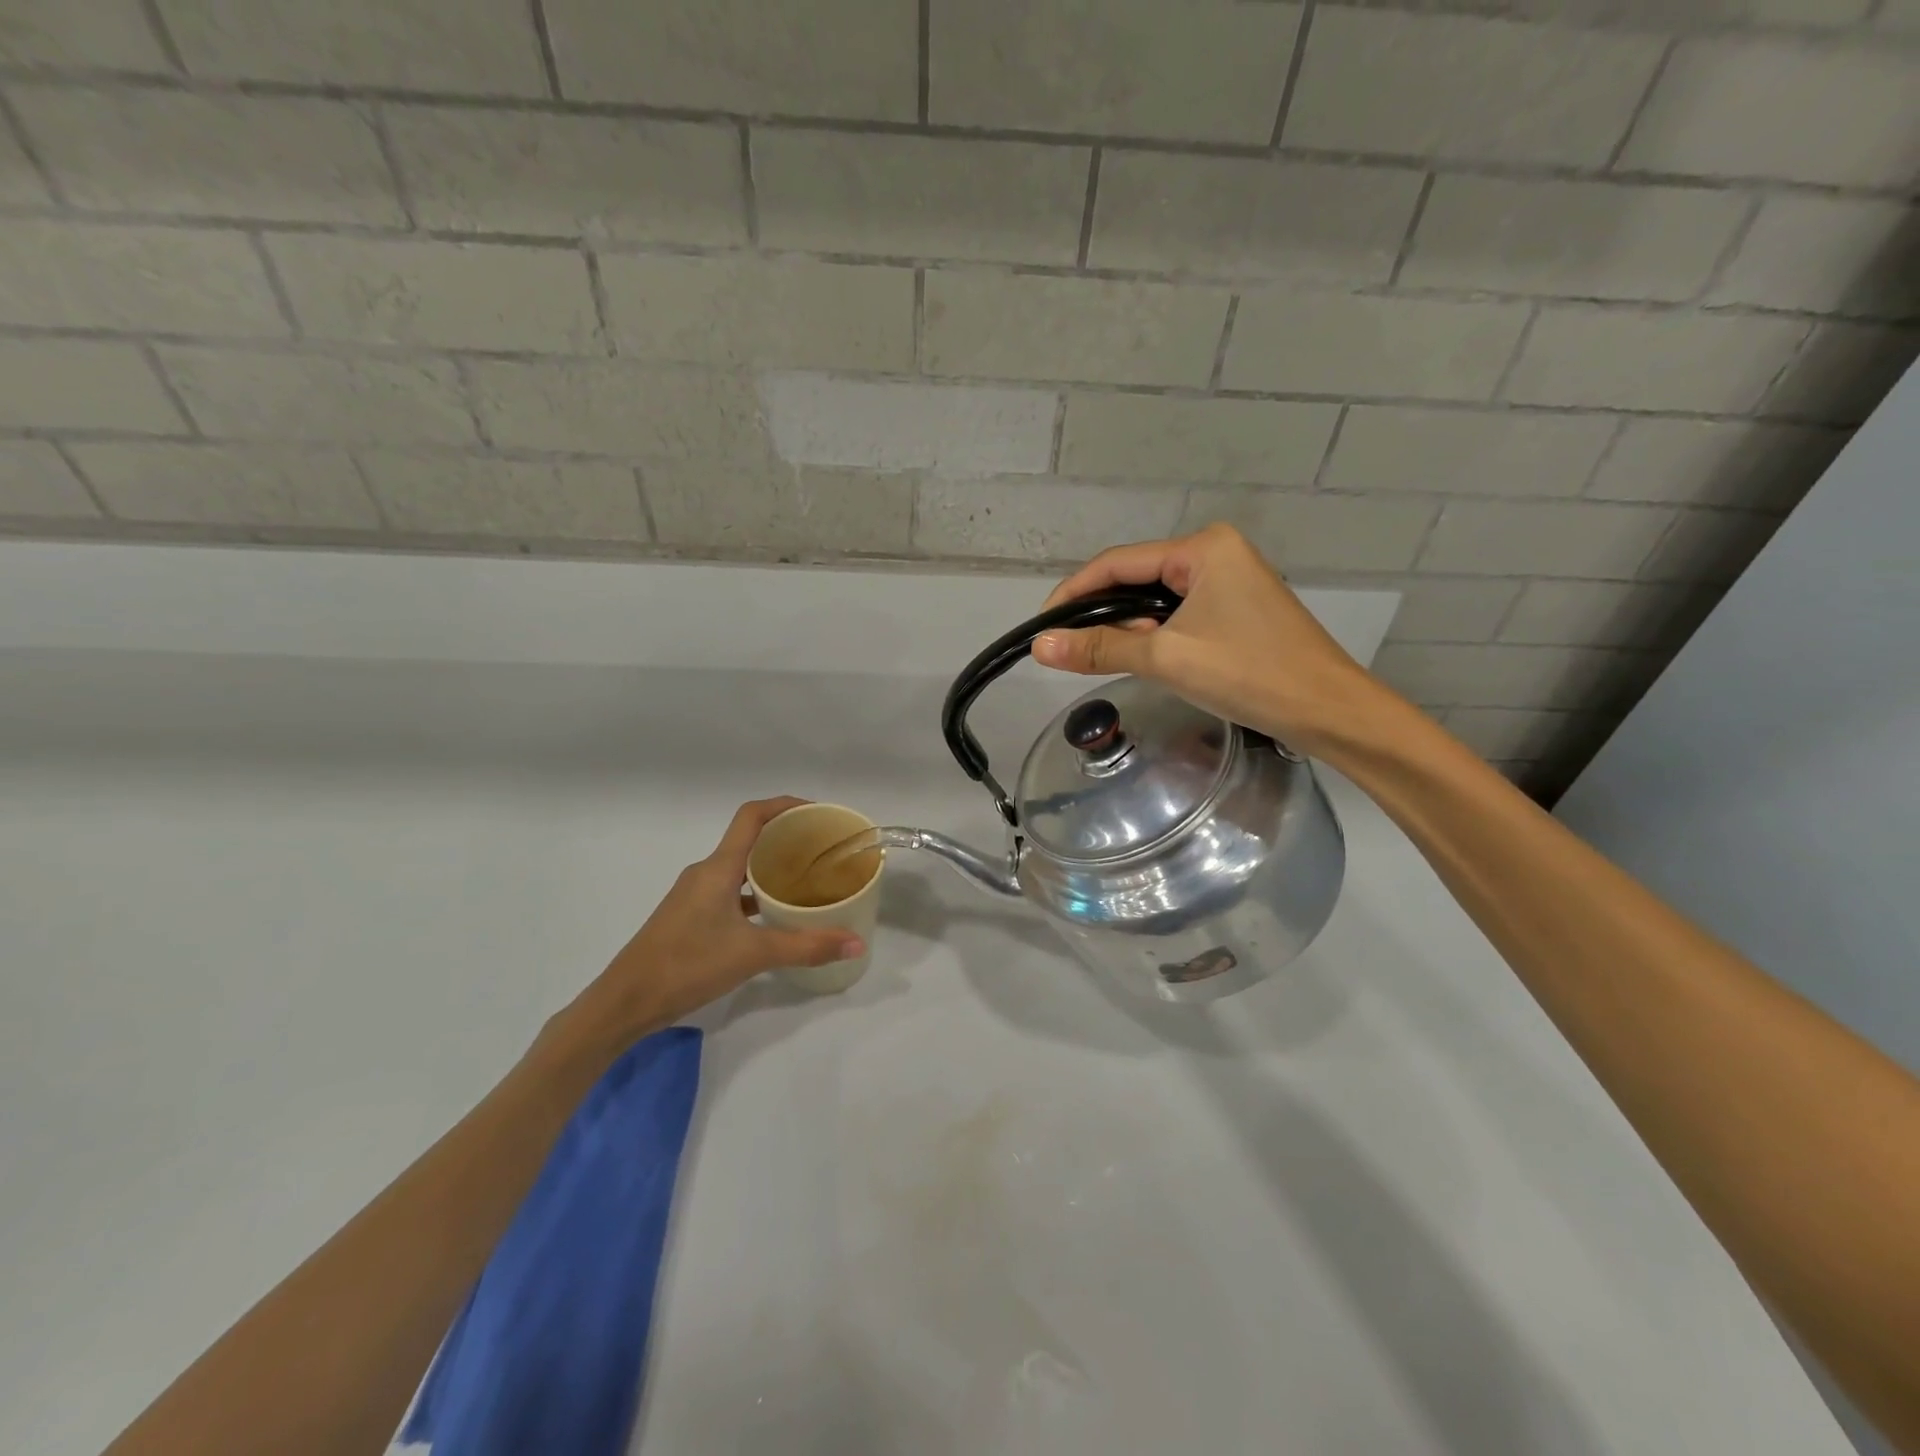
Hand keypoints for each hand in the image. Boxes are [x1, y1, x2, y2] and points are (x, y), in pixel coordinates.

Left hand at [563, 798, 865, 1051]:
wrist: (625, 1002)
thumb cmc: (687, 966)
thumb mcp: (753, 955)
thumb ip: (807, 947)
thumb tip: (856, 943)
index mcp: (718, 868)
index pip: (752, 816)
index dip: (785, 805)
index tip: (817, 812)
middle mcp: (706, 872)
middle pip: (750, 839)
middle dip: (786, 837)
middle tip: (823, 849)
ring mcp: (695, 895)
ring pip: (740, 868)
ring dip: (771, 867)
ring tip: (808, 880)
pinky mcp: (691, 916)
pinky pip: (731, 891)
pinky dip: (755, 894)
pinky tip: (776, 915)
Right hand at [1032, 524, 1395, 756]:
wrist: (1329, 711)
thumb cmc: (1249, 674)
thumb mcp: (1166, 658)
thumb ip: (1101, 648)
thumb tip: (1040, 646)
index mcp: (1202, 548)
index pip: (1117, 562)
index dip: (1074, 593)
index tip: (1041, 627)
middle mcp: (1215, 553)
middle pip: (1136, 578)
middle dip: (1102, 614)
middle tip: (1072, 651)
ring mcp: (1230, 580)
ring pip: (1156, 599)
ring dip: (1129, 628)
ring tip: (1108, 660)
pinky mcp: (1237, 609)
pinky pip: (1180, 614)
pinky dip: (1156, 635)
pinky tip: (1147, 658)